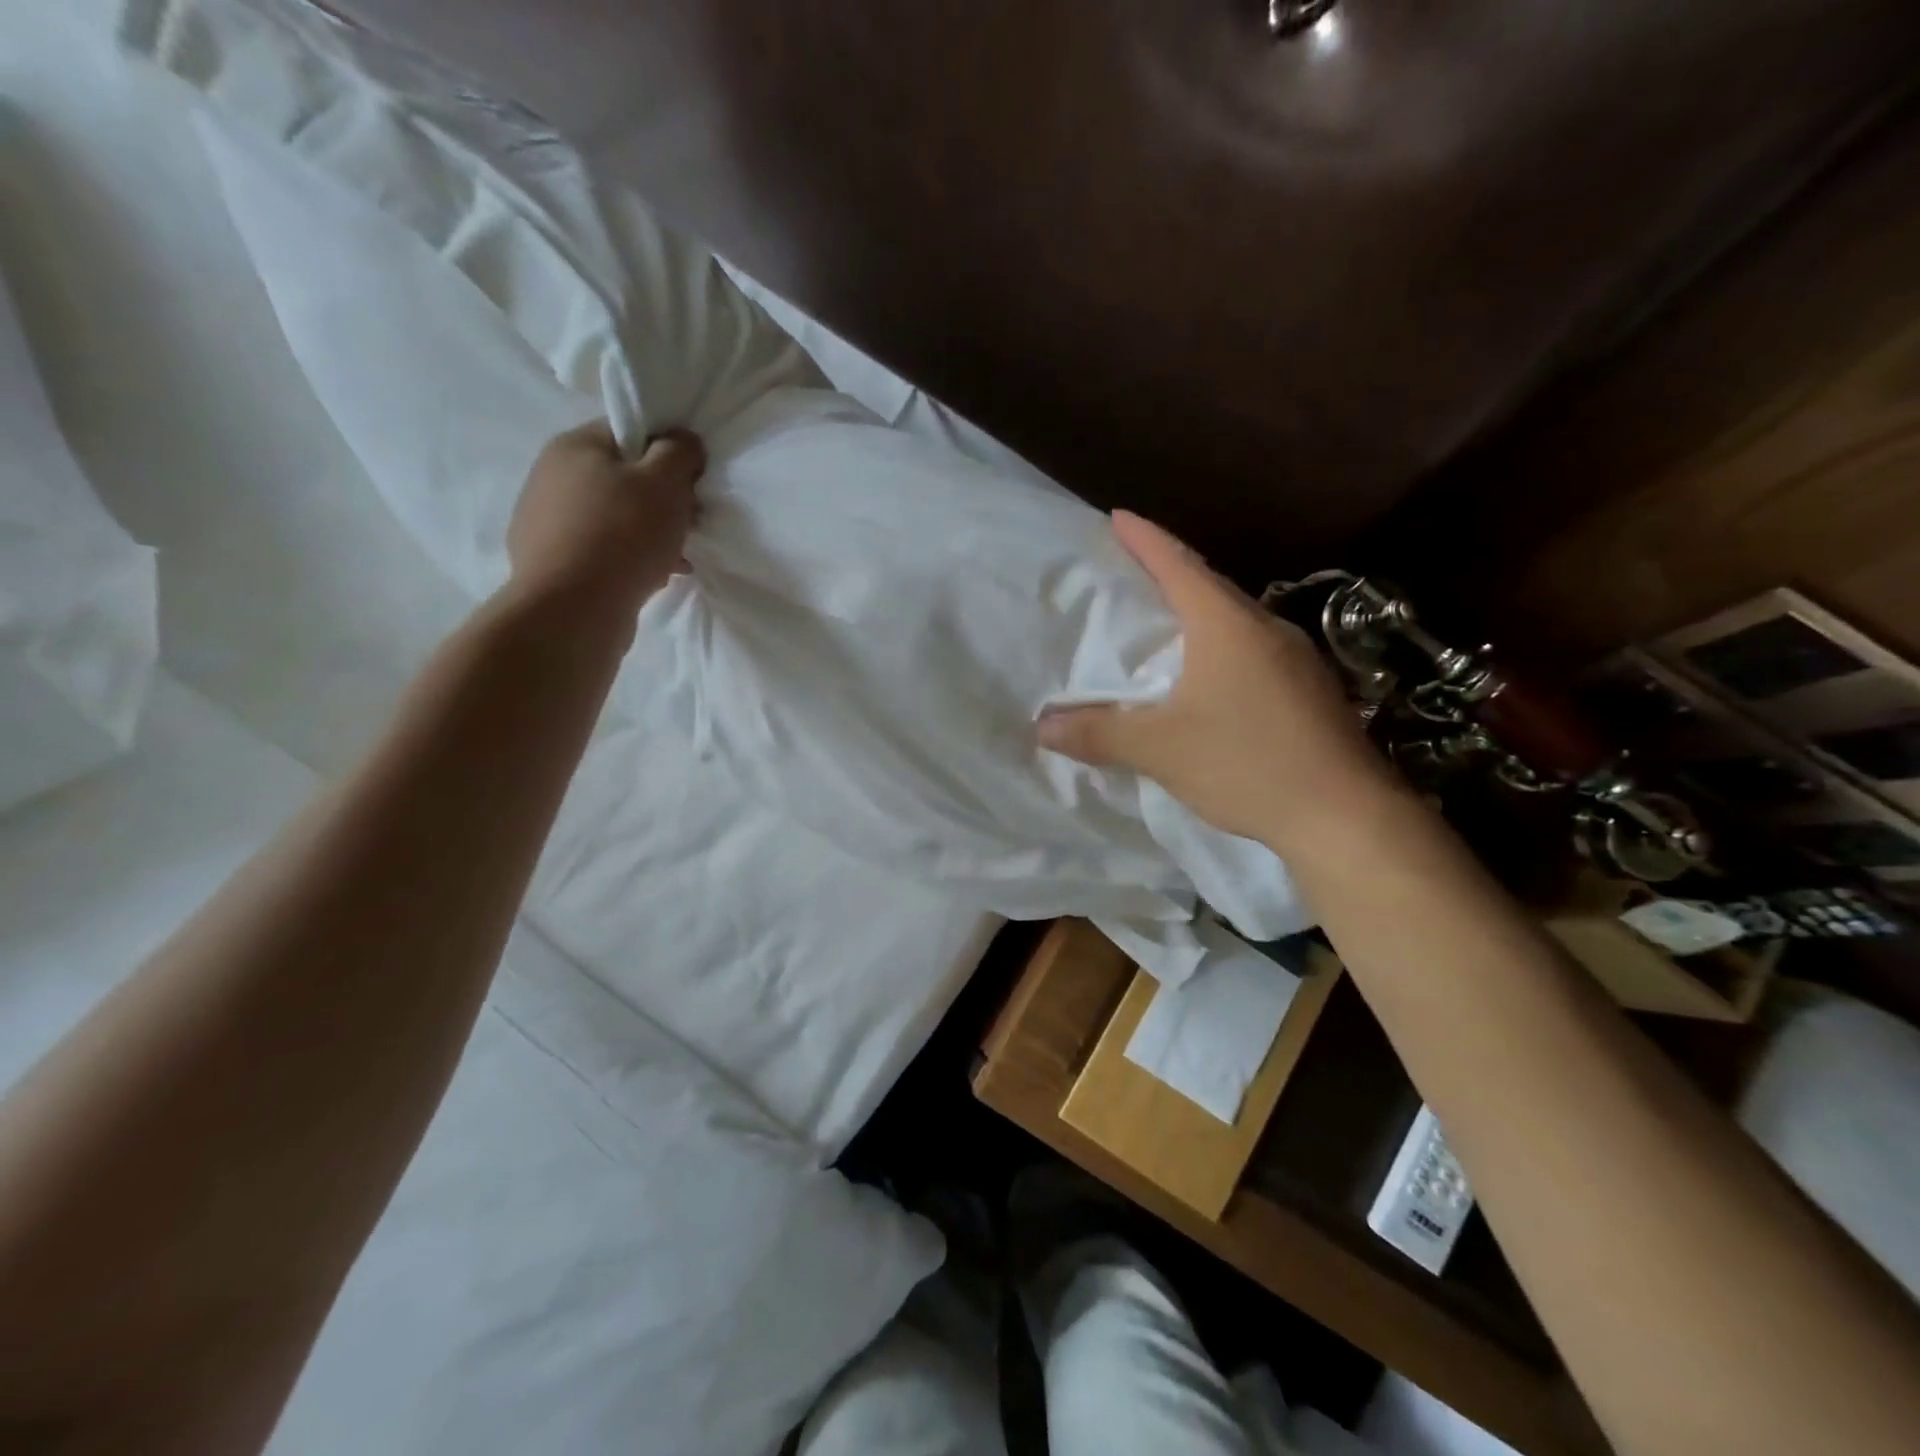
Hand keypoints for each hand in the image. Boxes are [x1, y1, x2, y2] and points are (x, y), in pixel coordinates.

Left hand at [505, 420, 704, 617]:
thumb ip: (679, 451)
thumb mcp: (665, 482)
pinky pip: (601, 549)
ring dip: (648, 534)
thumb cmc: (623, 535)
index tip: (691, 483)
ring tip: (674, 559)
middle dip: (660, 500)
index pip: (629, 431)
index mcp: (574, 446)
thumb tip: (683, 440)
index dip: (667, 453)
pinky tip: (650, 578)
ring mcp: (545, 521)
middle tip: (686, 524)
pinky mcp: (550, 561)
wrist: (573, 610)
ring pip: (614, 517)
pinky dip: (628, 559)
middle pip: (622, 477)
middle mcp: (551, 476)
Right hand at [1038, 511, 1395, 856]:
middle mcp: (1265, 628)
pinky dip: (1221, 649)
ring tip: (1164, 626)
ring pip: (1235, 621)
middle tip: (1131, 575)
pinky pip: (1253, 651)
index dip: (1145, 539)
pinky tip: (1208, 678)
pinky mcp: (1311, 690)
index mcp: (1226, 626)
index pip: (1178, 566)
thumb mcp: (1160, 750)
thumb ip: (1099, 733)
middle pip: (1209, 587)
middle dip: (1169, 575)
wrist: (1347, 815)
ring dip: (1198, 615)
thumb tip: (1043, 727)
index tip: (1118, 517)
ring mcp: (1297, 659)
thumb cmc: (1247, 764)